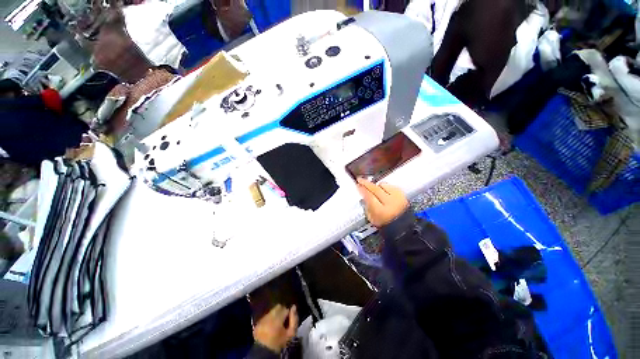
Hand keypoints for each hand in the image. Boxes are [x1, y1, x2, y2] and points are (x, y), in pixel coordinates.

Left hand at [253, 305, 297, 352]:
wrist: (265, 352)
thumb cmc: (279, 343)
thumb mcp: (290, 334)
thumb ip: (294, 320)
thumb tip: (294, 307)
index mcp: (277, 319)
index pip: (285, 309)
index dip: (288, 314)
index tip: (288, 321)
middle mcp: (269, 317)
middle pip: (278, 307)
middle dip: (282, 311)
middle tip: (282, 321)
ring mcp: (262, 319)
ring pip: (272, 311)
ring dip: (275, 314)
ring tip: (276, 324)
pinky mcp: (258, 322)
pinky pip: (266, 315)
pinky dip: (269, 319)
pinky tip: (270, 326)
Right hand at [357, 178, 408, 226]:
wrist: (403, 226)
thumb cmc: (387, 224)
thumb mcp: (372, 219)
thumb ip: (367, 206)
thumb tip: (364, 196)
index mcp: (380, 211)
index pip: (369, 196)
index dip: (362, 189)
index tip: (358, 185)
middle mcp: (390, 203)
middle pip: (375, 188)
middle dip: (366, 183)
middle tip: (360, 180)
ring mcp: (398, 198)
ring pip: (383, 185)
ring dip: (377, 186)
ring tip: (373, 189)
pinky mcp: (403, 195)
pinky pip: (391, 186)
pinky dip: (386, 187)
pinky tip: (383, 191)